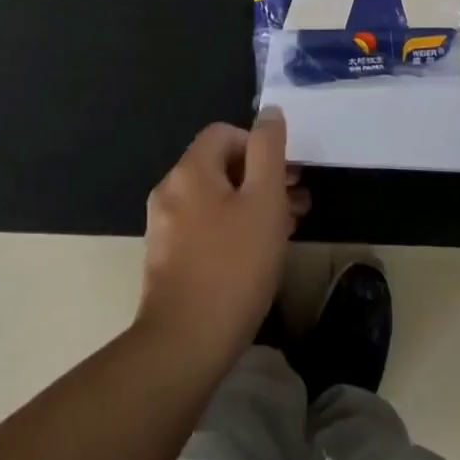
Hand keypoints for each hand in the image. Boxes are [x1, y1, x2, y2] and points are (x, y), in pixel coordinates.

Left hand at [136, 107, 309, 370]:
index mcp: (190, 170)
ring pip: (215, 199)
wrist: (183, 347)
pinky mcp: (165, 260)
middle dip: (261, 178)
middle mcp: (170, 190)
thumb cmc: (232, 266)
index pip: (225, 133)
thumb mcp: (264, 200)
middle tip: (296, 203)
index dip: (258, 145)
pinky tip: (255, 256)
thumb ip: (268, 149)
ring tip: (285, 231)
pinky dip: (231, 230)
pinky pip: (203, 228)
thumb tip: (270, 112)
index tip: (285, 174)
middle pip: (220, 166)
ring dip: (250, 206)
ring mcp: (164, 227)